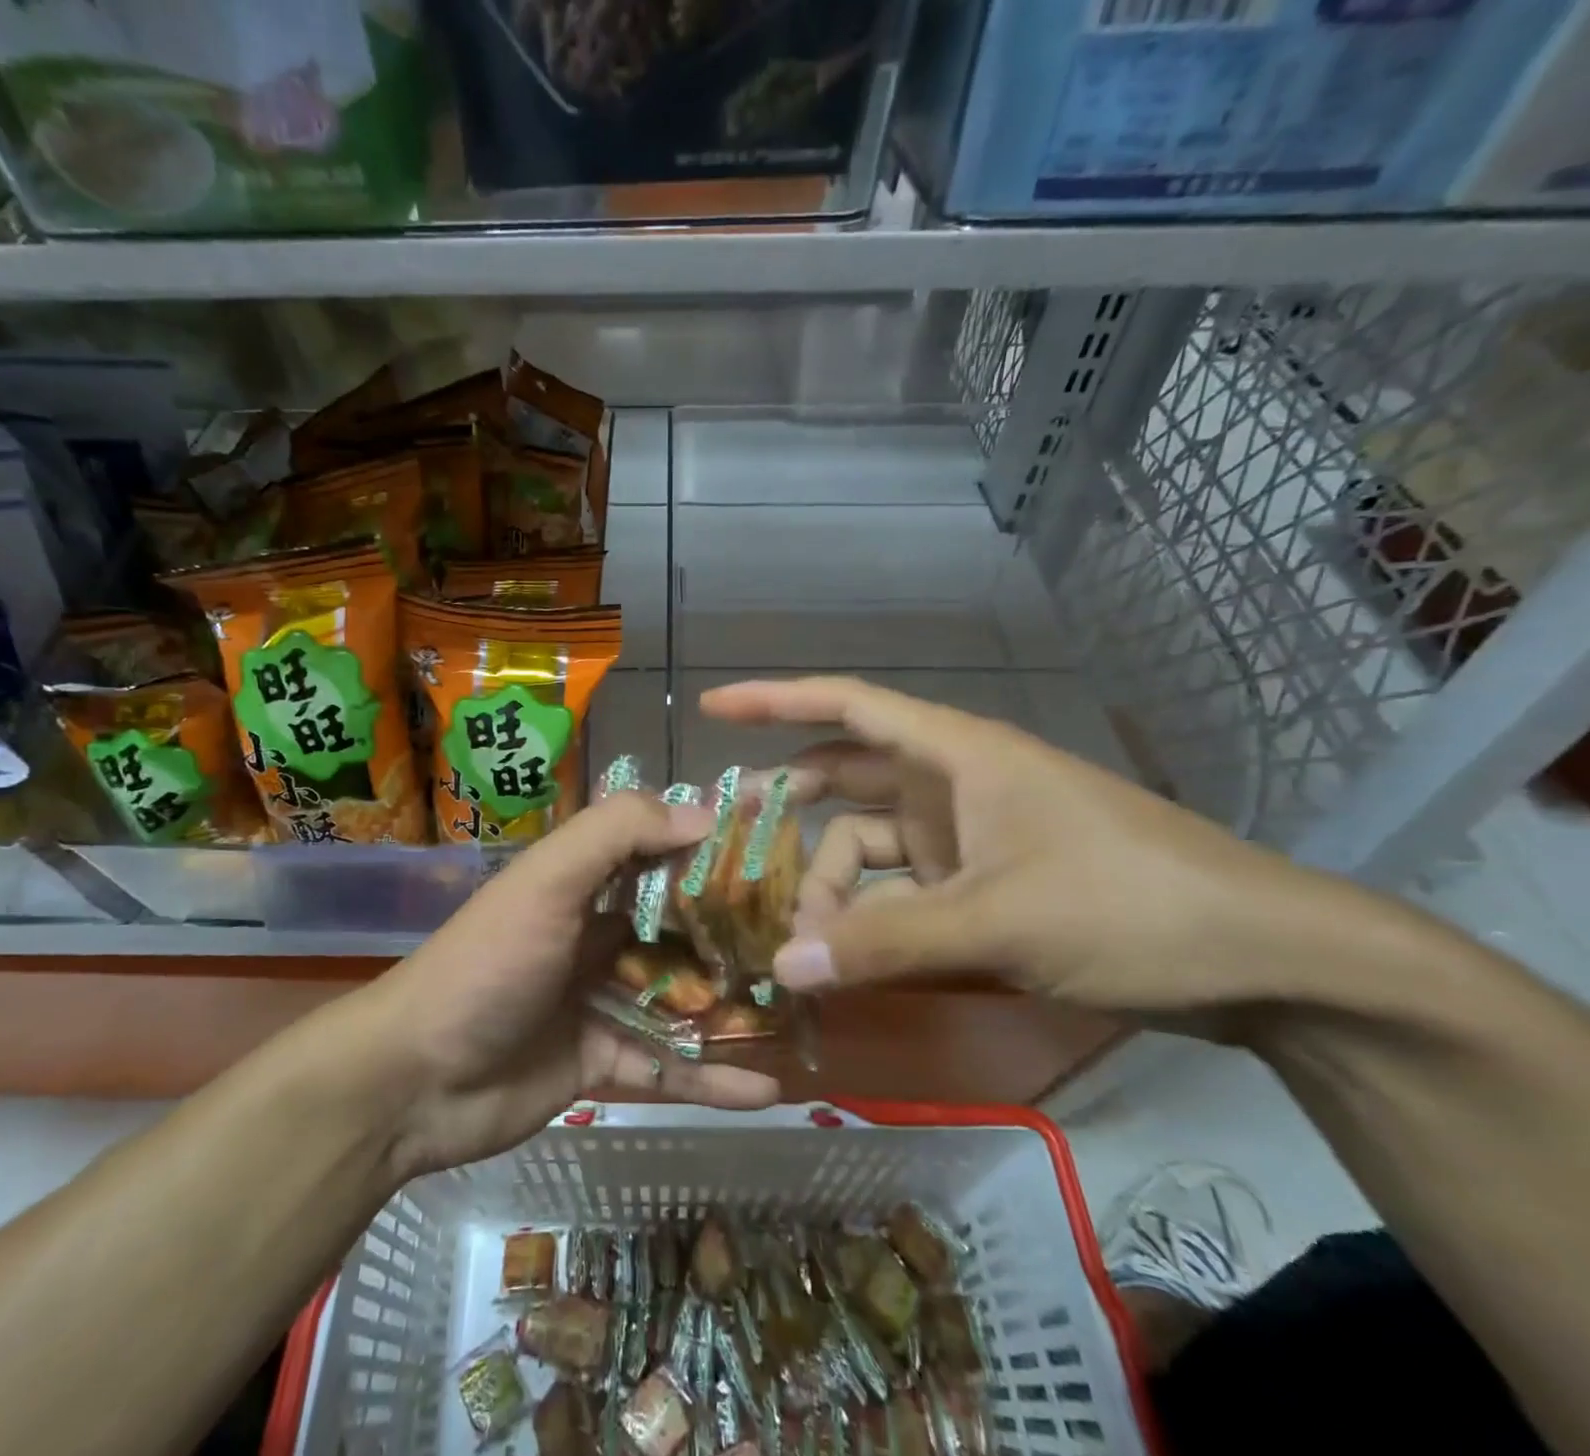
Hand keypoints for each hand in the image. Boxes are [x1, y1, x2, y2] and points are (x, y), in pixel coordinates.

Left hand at [363, 792, 780, 1177]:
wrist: (413, 1080)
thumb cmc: (487, 965)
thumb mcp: (547, 882)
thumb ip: (615, 834)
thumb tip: (705, 813)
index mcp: (583, 883)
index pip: (660, 852)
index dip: (714, 850)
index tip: (780, 854)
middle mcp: (596, 933)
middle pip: (680, 928)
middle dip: (736, 934)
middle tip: (807, 940)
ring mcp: (599, 999)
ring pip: (681, 999)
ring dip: (733, 1007)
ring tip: (801, 1013)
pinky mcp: (599, 1062)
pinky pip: (665, 1066)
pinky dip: (710, 1078)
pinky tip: (767, 1089)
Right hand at [700, 676, 1378, 1019]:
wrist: (1265, 960)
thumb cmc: (1131, 906)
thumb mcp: (998, 921)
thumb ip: (884, 943)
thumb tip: (782, 963)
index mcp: (956, 755)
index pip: (845, 705)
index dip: (773, 700)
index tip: (713, 709)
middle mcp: (953, 785)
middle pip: (845, 781)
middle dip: (789, 811)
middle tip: (731, 847)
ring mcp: (970, 836)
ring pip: (870, 846)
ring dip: (832, 887)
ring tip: (800, 941)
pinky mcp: (986, 883)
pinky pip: (904, 889)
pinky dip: (871, 916)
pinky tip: (847, 954)